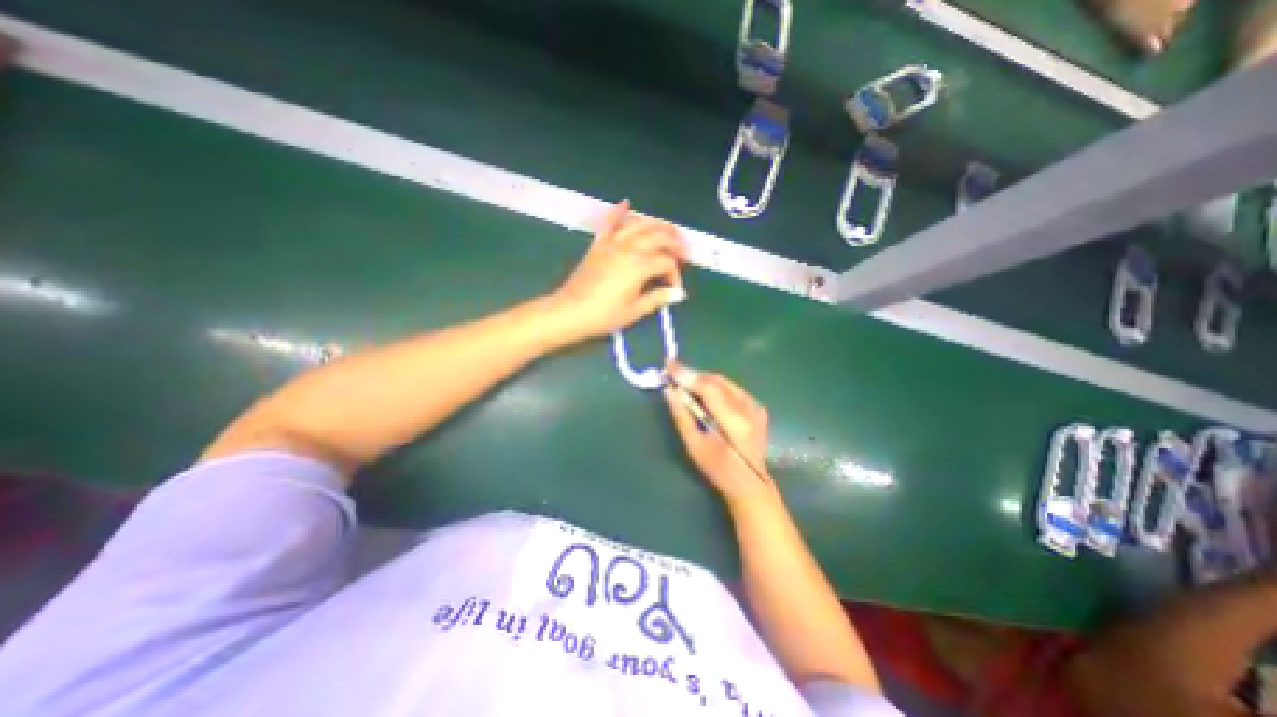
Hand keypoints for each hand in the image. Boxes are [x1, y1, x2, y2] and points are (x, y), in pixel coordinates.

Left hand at [549, 200, 688, 341]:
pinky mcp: (599, 245)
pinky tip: (626, 203)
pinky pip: (610, 223)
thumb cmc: (603, 315)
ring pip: (639, 225)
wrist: (570, 312)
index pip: (666, 262)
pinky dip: (618, 212)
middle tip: (684, 252)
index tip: (673, 288)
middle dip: (675, 243)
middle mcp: (628, 248)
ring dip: (657, 225)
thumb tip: (677, 293)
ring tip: (668, 231)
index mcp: (639, 265)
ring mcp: (612, 244)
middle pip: (658, 237)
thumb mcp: (634, 311)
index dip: (675, 274)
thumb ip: (658, 298)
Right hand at [663, 366, 782, 505]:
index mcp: (735, 422)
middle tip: (672, 374)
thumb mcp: (694, 446)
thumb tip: (669, 391)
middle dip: (693, 375)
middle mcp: (749, 408)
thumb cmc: (719, 470)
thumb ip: (682, 416)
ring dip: (702, 379)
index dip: (687, 375)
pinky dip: (714, 386)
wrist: (751, 484)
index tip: (668, 365)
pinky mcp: (757, 406)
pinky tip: (702, 393)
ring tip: (684, 383)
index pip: (709, 388)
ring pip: (724, 382)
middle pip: (717, 381)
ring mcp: (756, 406)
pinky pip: (731, 388)